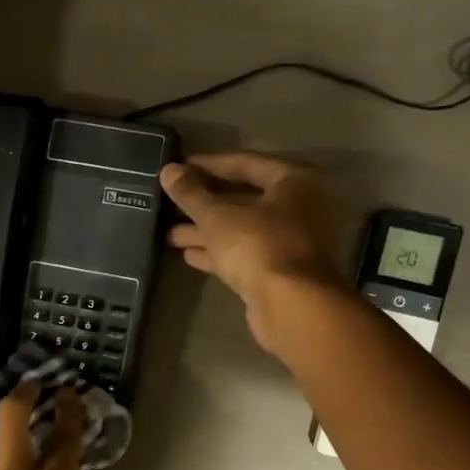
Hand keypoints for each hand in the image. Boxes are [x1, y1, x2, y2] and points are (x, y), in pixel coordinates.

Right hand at [160, 153, 347, 356]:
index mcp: (296, 181)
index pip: (247, 163)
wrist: (290, 306)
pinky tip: (189, 255)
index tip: (180, 168)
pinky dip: (220, 252)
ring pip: (244, 229)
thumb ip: (191, 194)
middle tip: (172, 203)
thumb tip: (168, 171)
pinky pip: (247, 253)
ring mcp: (293, 242)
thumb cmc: (258, 246)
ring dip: (208, 231)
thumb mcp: (217, 216)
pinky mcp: (282, 272)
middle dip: (205, 203)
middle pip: (245, 198)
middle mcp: (301, 207)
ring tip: (170, 235)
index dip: (209, 165)